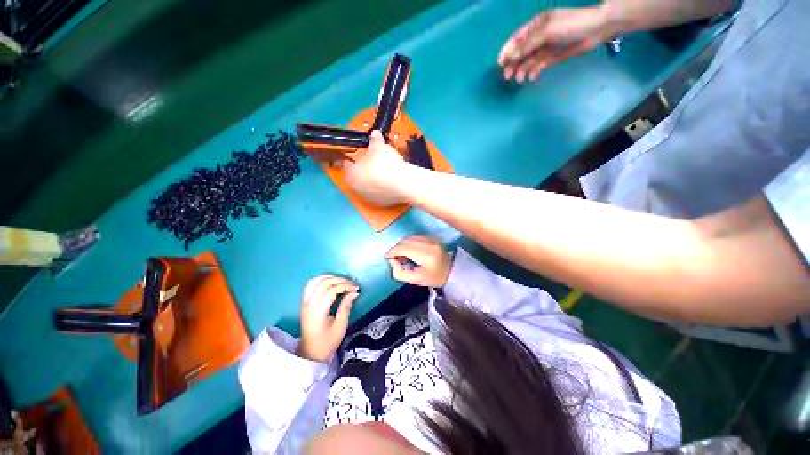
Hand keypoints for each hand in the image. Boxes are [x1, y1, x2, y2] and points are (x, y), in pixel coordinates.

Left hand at [297, 275, 359, 361]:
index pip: (331, 291)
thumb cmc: (327, 342)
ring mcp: (305, 303)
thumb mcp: (340, 327)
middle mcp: (309, 305)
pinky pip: (310, 285)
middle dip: (340, 281)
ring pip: (316, 281)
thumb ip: (346, 307)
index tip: (355, 289)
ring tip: (342, 281)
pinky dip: (320, 280)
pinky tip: (329, 281)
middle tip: (351, 285)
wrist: (310, 353)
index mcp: (318, 312)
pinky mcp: (304, 303)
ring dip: (330, 278)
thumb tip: (354, 293)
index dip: (345, 286)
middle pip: (325, 283)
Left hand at [343, 130, 408, 205]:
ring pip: (367, 187)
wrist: (403, 184)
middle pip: (356, 177)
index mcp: (350, 175)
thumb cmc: (385, 164)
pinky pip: (378, 193)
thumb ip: (375, 140)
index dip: (353, 157)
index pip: (346, 164)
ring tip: (383, 173)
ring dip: (372, 181)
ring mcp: (368, 198)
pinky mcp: (380, 204)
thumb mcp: (379, 147)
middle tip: (372, 162)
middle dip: (363, 170)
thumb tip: (374, 133)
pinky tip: (390, 182)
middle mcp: (356, 189)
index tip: (360, 154)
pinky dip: (381, 188)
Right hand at [385, 236, 452, 287]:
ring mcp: (431, 238)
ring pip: (409, 238)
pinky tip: (410, 251)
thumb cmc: (433, 278)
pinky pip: (415, 237)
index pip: (404, 248)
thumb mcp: (415, 280)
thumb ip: (400, 273)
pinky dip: (409, 243)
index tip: (387, 258)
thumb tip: (392, 261)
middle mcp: (429, 243)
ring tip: (403, 256)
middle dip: (397, 249)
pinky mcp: (432, 237)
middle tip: (396, 259)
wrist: (451, 272)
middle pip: (405, 241)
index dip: (393, 251)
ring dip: (402, 245)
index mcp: (426, 255)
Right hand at [498, 7, 614, 81]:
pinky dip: (534, 72)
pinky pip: (538, 66)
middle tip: (508, 76)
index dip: (507, 51)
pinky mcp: (551, 57)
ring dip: (522, 70)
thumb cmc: (571, 24)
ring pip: (528, 61)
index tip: (501, 63)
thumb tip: (510, 57)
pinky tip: (532, 77)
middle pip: (520, 52)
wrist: (596, 29)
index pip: (516, 40)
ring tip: (520, 79)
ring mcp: (544, 48)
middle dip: (513, 64)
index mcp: (535, 26)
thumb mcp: (547, 31)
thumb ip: (528, 44)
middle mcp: (538, 37)